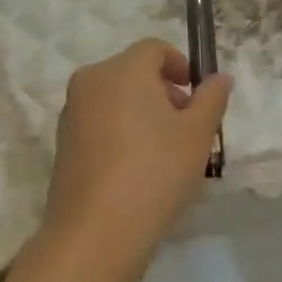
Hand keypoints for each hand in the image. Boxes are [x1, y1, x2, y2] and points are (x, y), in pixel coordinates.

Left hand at [45, 39, 231, 261]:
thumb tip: (219, 78)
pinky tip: (137, 168)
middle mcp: (91, 80)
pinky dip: (120, 130)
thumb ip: (211, 99)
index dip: (181, 65)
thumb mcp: (197, 135)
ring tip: (164, 151)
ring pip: (115, 97)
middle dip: (163, 91)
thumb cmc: (154, 173)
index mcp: (122, 69)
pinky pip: (99, 121)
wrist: (96, 232)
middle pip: (133, 71)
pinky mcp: (63, 141)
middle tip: (187, 127)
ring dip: (142, 111)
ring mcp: (71, 111)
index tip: (197, 96)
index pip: (154, 49)